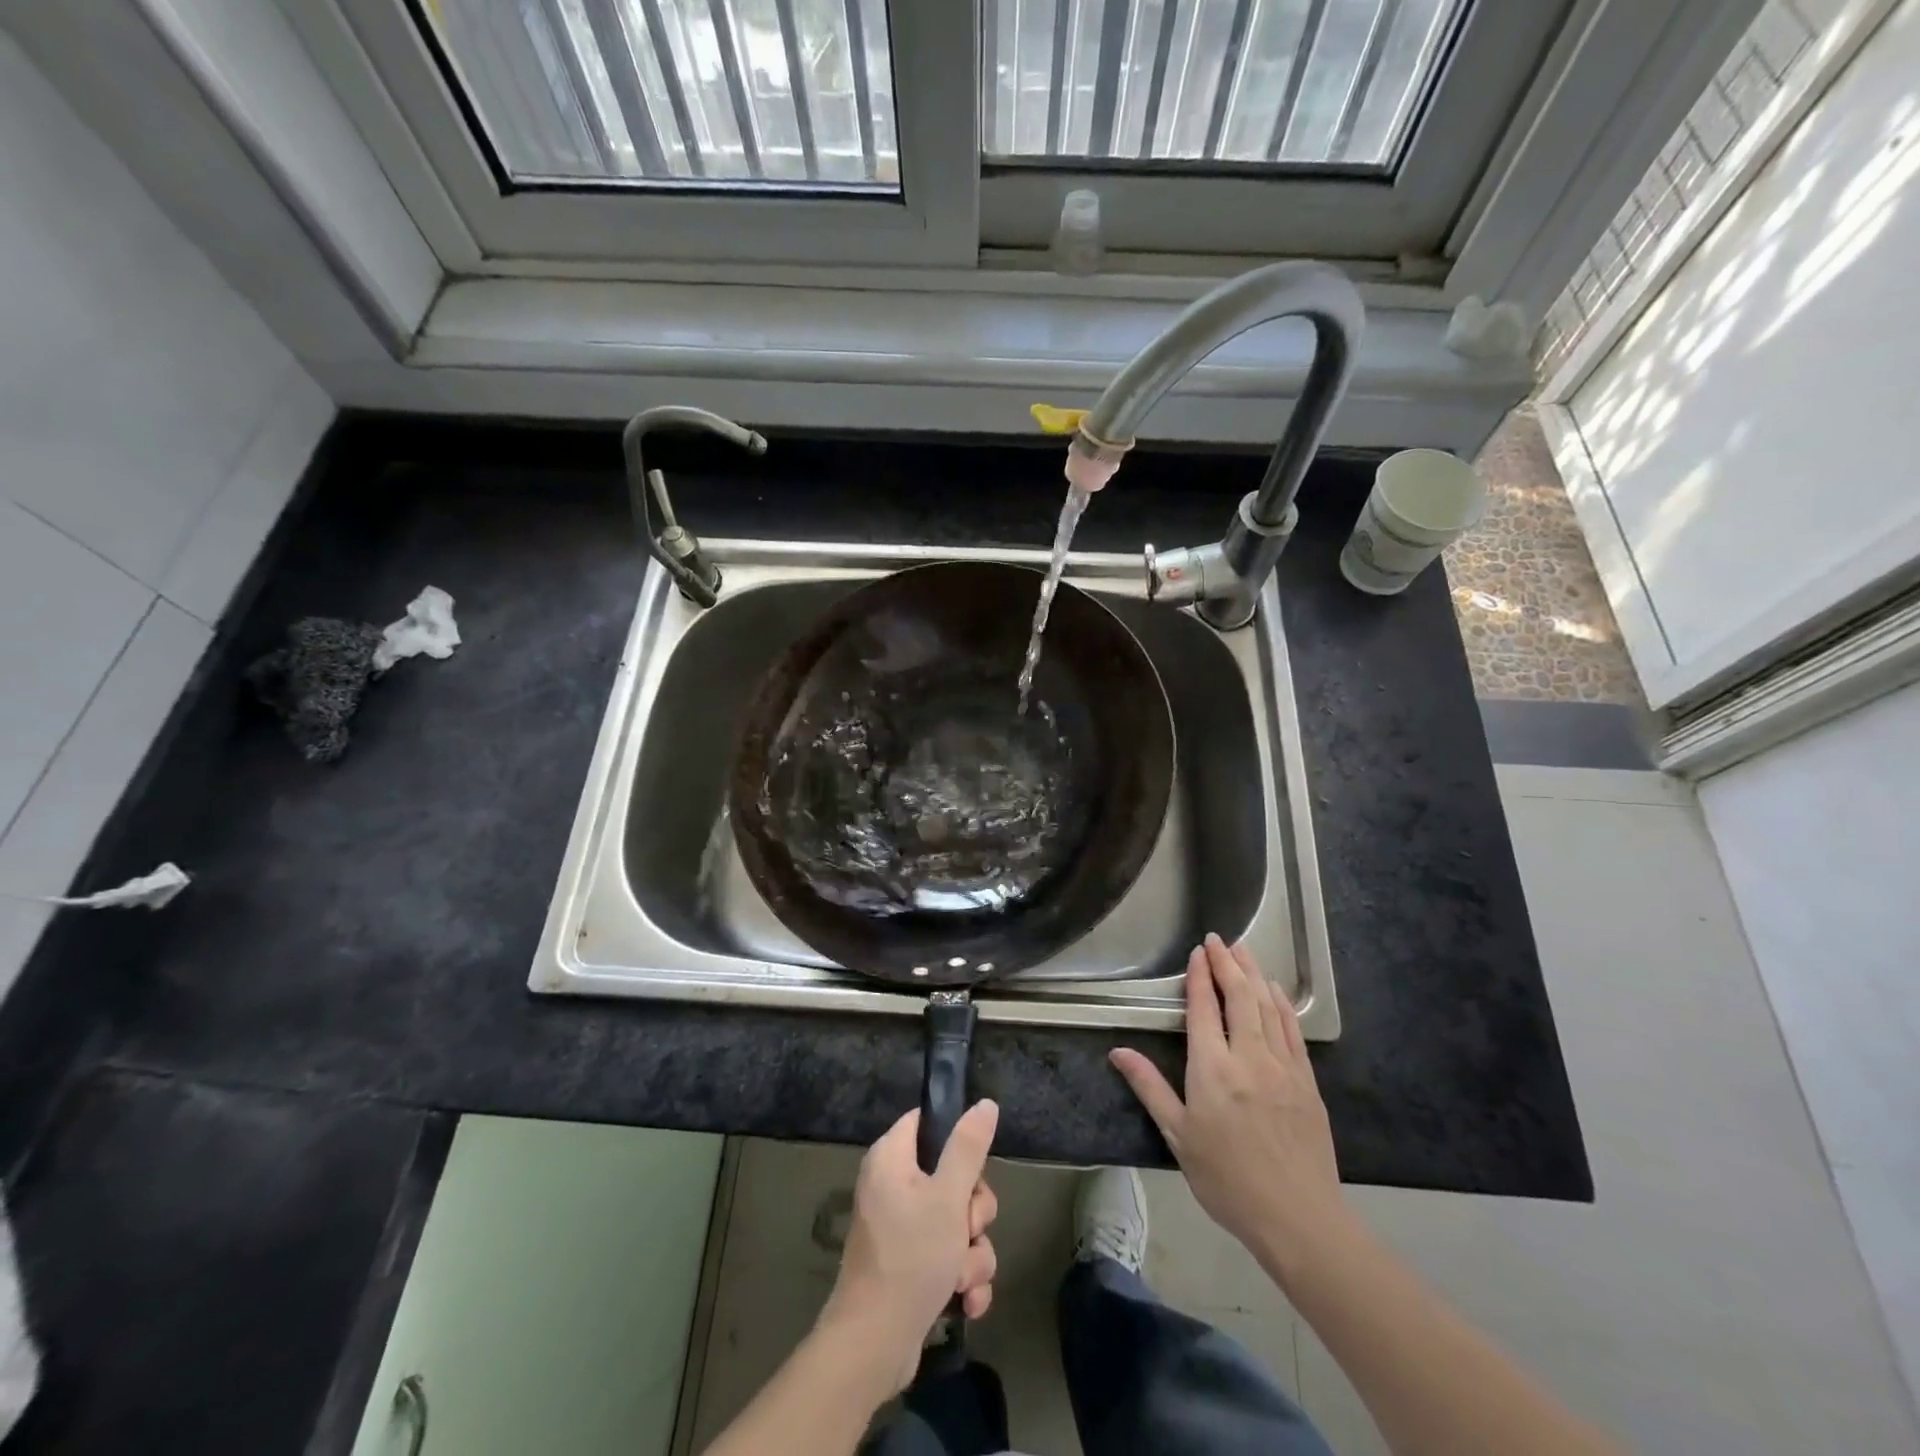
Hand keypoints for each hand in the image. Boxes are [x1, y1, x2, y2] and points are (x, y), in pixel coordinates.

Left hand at [816, 1100, 1000, 1395]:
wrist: (874, 1347)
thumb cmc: (910, 1257)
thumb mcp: (948, 1196)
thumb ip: (968, 1148)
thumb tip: (985, 1103)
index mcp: (891, 1158)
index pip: (927, 1122)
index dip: (956, 1138)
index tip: (973, 1165)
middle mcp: (893, 1187)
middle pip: (952, 1176)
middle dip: (973, 1211)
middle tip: (967, 1228)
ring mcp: (902, 1229)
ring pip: (958, 1223)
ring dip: (972, 1253)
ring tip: (961, 1277)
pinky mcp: (912, 1267)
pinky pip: (950, 1257)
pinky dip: (963, 1278)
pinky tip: (967, 1302)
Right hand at [1111, 934, 1349, 1281]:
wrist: (1298, 1217)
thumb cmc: (1227, 1179)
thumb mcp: (1178, 1136)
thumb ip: (1149, 1087)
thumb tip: (1118, 1052)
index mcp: (1211, 1069)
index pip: (1203, 1008)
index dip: (1199, 976)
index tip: (1197, 952)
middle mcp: (1247, 1057)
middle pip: (1239, 996)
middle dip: (1227, 963)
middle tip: (1218, 939)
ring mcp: (1282, 1066)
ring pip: (1267, 1006)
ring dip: (1254, 974)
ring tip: (1243, 950)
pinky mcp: (1306, 1080)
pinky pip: (1292, 1029)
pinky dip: (1281, 1003)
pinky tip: (1275, 990)